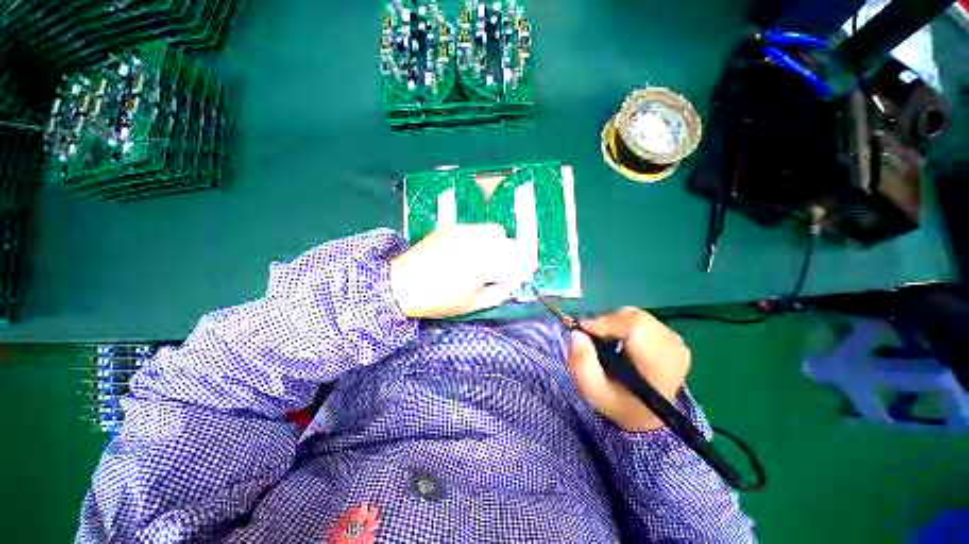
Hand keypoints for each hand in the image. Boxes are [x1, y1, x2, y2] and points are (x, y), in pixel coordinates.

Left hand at [390, 224, 538, 318]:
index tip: (525, 274)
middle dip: (514, 257)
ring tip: (488, 258)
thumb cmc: (438, 300)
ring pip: (496, 231)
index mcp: (484, 265)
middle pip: (511, 243)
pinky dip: (482, 238)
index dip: (525, 268)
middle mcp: (477, 243)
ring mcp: (463, 232)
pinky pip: (477, 228)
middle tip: (506, 270)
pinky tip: (471, 250)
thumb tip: (514, 280)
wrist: (401, 284)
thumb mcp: (474, 304)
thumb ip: (500, 291)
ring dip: (499, 245)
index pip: (518, 262)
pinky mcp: (452, 227)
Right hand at [567, 307, 690, 431]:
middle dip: (608, 323)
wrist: (648, 417)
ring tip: (606, 342)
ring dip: (615, 324)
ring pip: (637, 316)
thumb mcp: (593, 391)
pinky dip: (624, 325)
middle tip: (592, 337)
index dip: (607, 322)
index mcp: (659, 366)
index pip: (636, 325)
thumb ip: (581, 364)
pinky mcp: (673, 338)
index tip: (583, 329)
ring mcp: (676, 342)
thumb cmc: (620, 405)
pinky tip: (620, 342)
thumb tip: (576, 333)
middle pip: (635, 317)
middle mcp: (674, 348)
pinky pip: (642, 320)